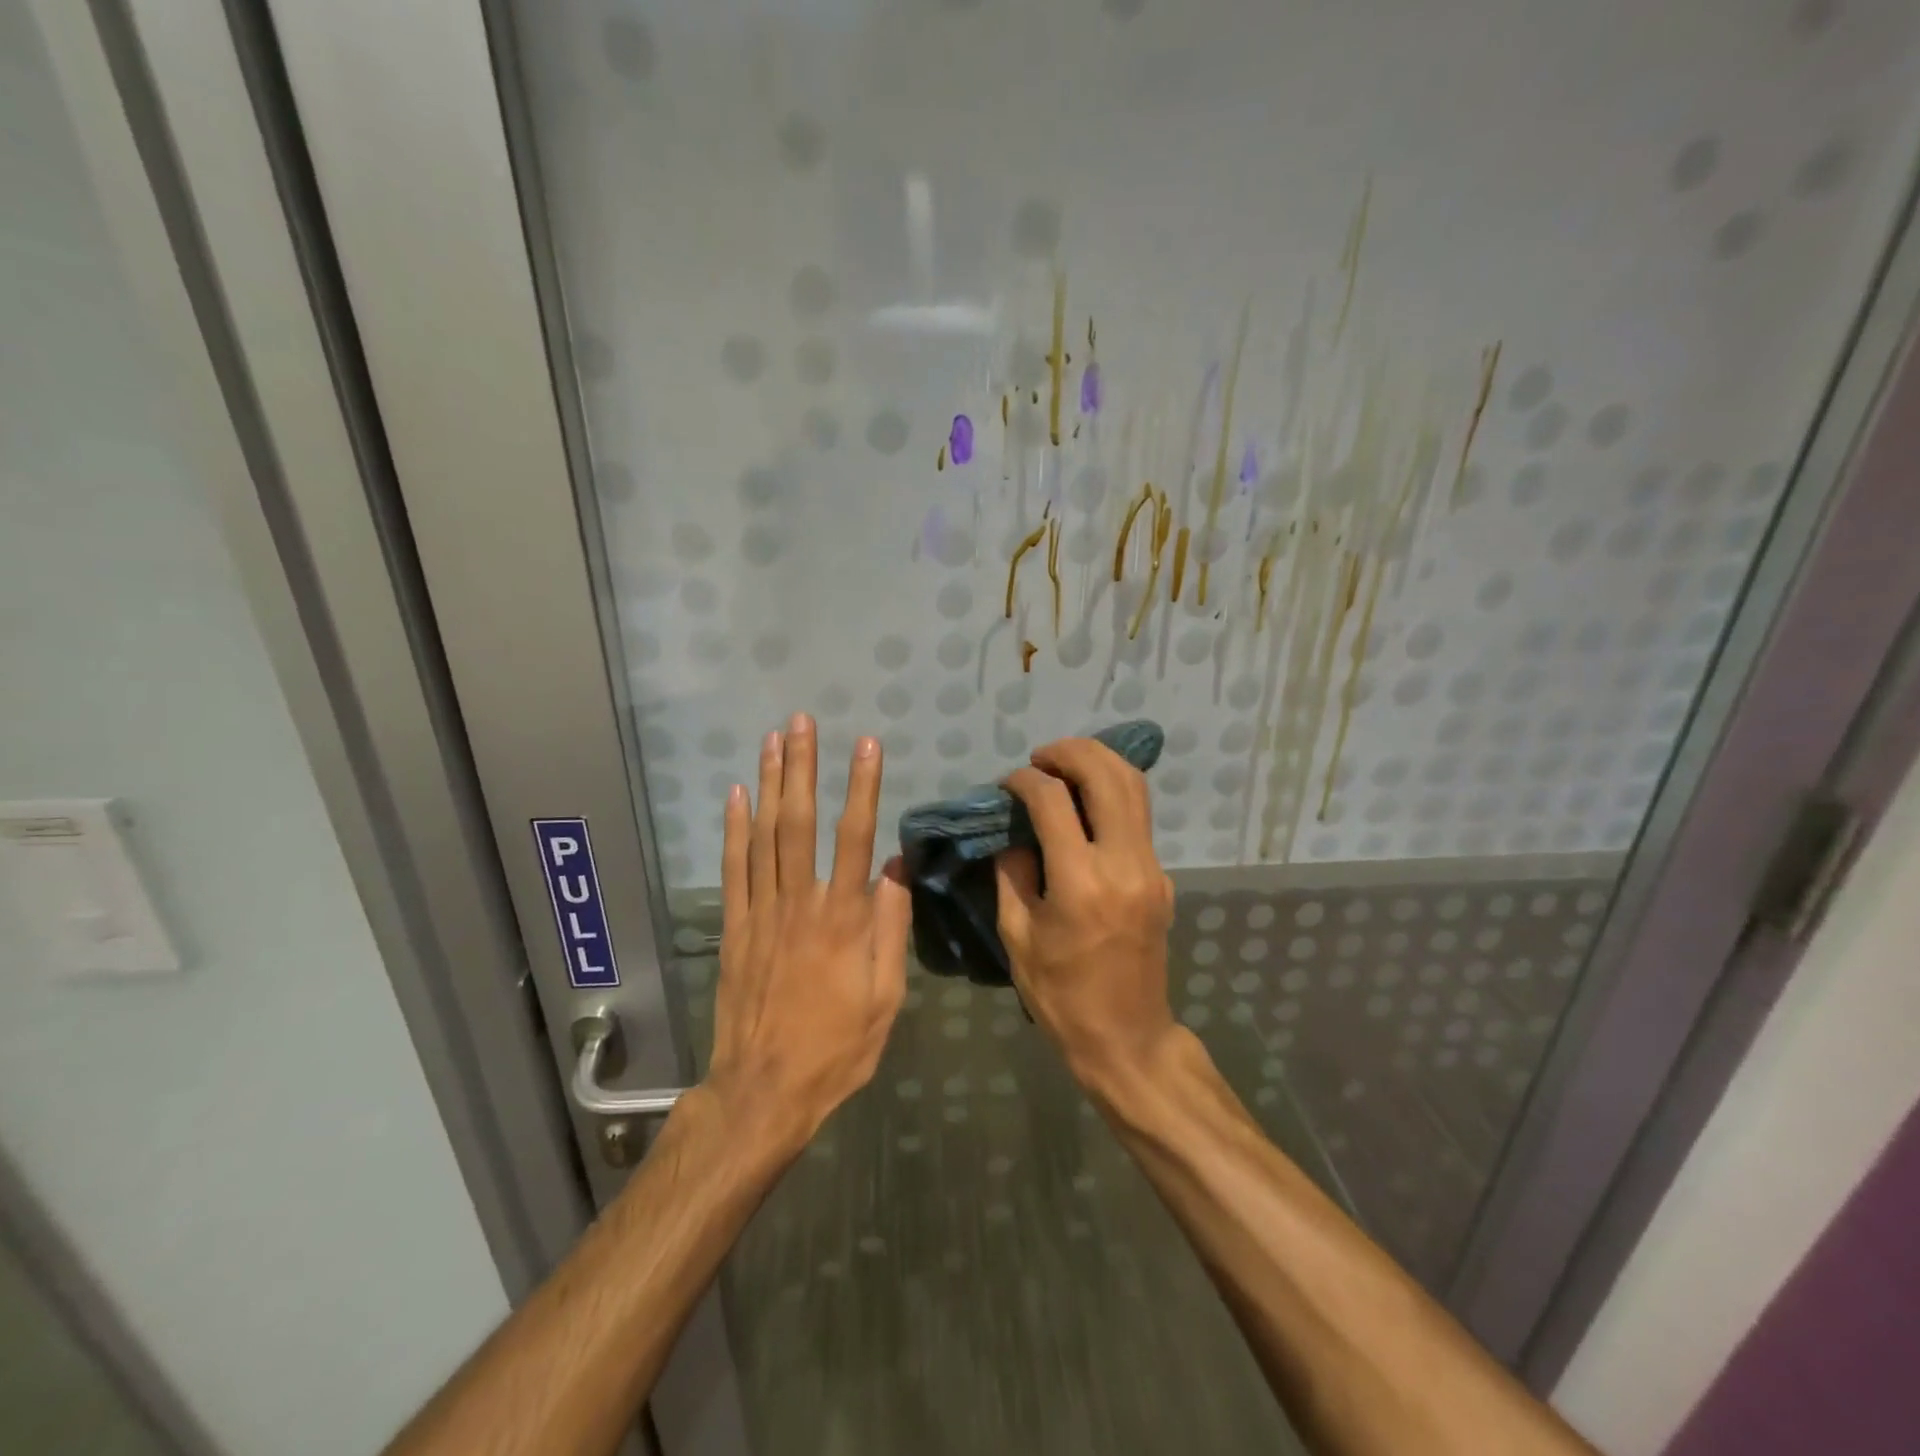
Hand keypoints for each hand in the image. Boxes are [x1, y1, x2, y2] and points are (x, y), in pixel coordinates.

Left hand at [706, 713, 910, 1149]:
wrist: (764, 1091)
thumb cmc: (837, 1048)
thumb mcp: (885, 997)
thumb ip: (891, 929)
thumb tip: (897, 868)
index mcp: (844, 918)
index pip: (856, 837)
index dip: (863, 787)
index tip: (866, 744)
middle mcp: (800, 903)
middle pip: (800, 822)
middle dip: (803, 767)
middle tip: (803, 721)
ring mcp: (761, 913)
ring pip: (764, 836)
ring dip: (769, 784)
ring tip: (773, 740)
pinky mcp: (733, 928)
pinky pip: (732, 870)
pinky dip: (732, 830)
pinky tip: (735, 796)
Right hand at [995, 737, 1178, 1091]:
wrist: (1127, 1037)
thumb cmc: (1061, 994)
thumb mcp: (1016, 936)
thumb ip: (1012, 873)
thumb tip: (1014, 831)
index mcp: (1080, 882)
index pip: (1052, 800)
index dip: (1024, 781)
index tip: (1006, 784)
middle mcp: (1124, 863)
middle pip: (1106, 775)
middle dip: (1069, 752)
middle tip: (1039, 757)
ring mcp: (1151, 868)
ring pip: (1134, 787)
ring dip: (1098, 762)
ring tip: (1064, 765)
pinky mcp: (1162, 876)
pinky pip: (1139, 816)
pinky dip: (1112, 792)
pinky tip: (1086, 801)